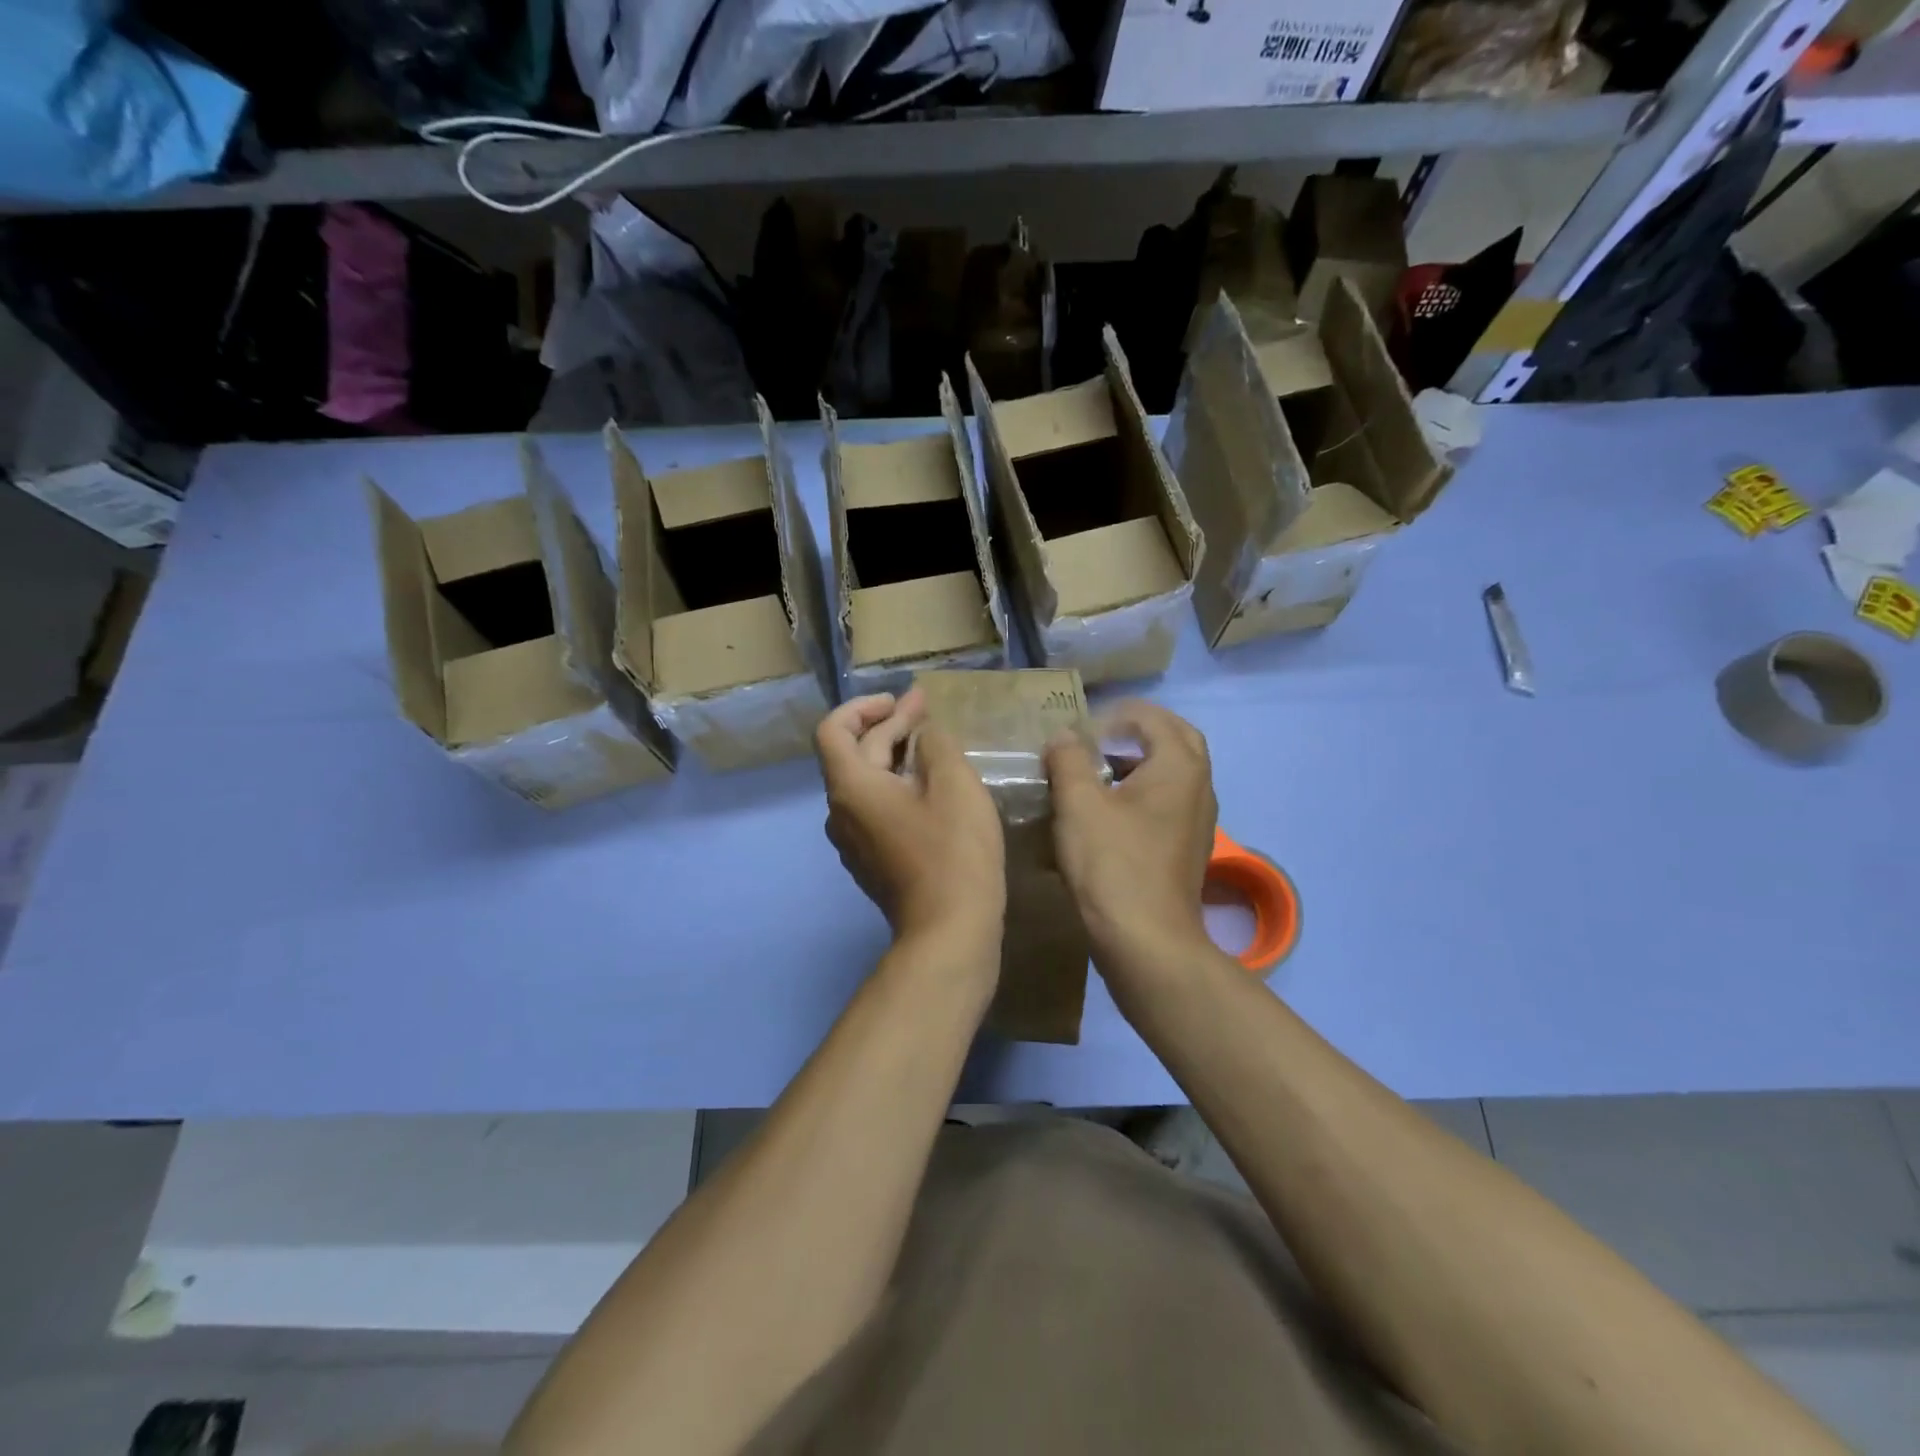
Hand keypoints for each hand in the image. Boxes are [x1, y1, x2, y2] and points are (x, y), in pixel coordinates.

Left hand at [817, 689, 1005, 947]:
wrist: (949, 931)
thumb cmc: (952, 851)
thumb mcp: (954, 784)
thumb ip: (935, 744)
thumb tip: (924, 735)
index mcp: (850, 787)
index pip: (833, 729)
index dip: (864, 706)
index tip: (901, 701)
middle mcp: (840, 812)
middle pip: (856, 754)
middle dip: (891, 726)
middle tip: (929, 709)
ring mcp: (854, 841)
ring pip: (868, 783)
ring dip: (896, 756)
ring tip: (933, 744)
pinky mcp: (872, 861)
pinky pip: (877, 810)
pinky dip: (898, 787)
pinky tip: (931, 787)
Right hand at [1044, 700, 1216, 967]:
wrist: (1145, 940)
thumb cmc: (1112, 863)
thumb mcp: (1078, 804)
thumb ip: (1069, 759)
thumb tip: (1064, 737)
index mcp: (1179, 766)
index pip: (1154, 718)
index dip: (1115, 716)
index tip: (1081, 732)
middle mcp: (1199, 787)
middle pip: (1175, 741)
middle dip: (1138, 732)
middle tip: (1100, 738)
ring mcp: (1198, 821)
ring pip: (1173, 775)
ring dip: (1139, 765)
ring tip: (1097, 775)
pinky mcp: (1187, 849)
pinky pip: (1168, 805)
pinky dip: (1142, 795)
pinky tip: (1107, 816)